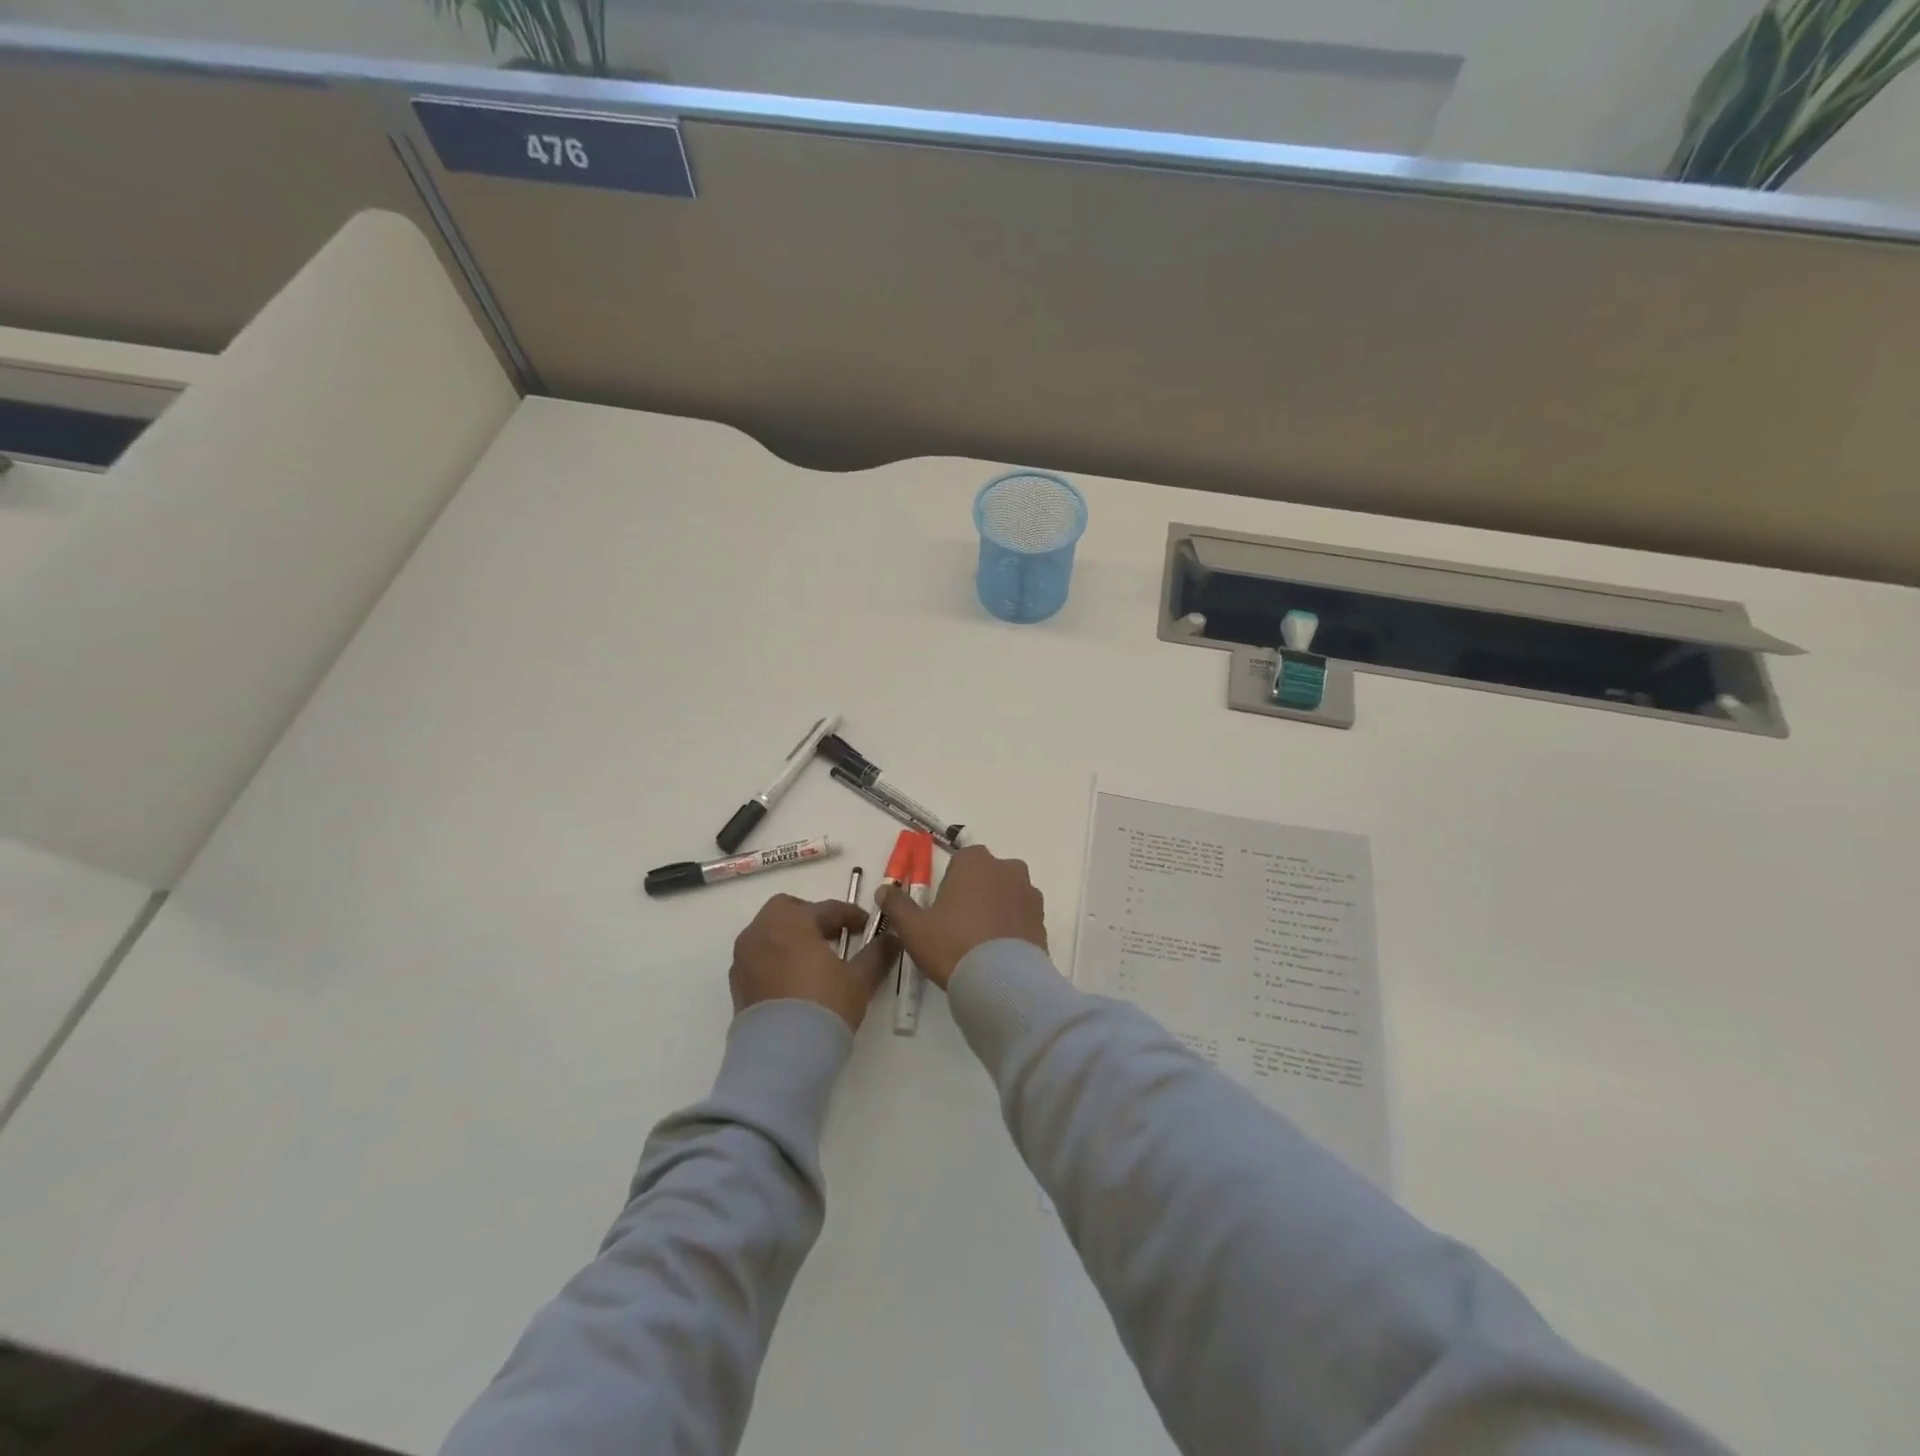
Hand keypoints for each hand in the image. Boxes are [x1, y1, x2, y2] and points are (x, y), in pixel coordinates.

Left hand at [730, 895, 896, 1031]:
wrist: (780, 1057)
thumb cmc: (823, 1006)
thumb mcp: (859, 980)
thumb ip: (877, 954)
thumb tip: (893, 939)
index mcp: (792, 921)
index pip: (826, 908)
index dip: (850, 915)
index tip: (867, 925)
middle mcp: (762, 931)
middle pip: (787, 910)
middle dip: (811, 917)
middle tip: (834, 935)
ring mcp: (744, 957)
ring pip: (768, 932)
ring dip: (790, 936)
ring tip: (813, 957)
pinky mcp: (736, 983)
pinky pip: (758, 956)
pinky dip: (775, 956)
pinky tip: (793, 978)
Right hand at [877, 844, 1045, 989]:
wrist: (1001, 981)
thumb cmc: (952, 945)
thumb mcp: (913, 928)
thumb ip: (898, 905)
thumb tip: (884, 891)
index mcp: (975, 861)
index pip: (961, 861)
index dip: (951, 885)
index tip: (943, 910)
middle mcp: (1007, 868)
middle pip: (986, 876)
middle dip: (976, 894)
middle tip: (960, 927)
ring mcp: (1029, 893)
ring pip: (1007, 895)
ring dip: (996, 909)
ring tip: (981, 944)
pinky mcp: (1042, 919)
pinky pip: (1022, 916)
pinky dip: (1012, 927)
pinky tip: (999, 953)